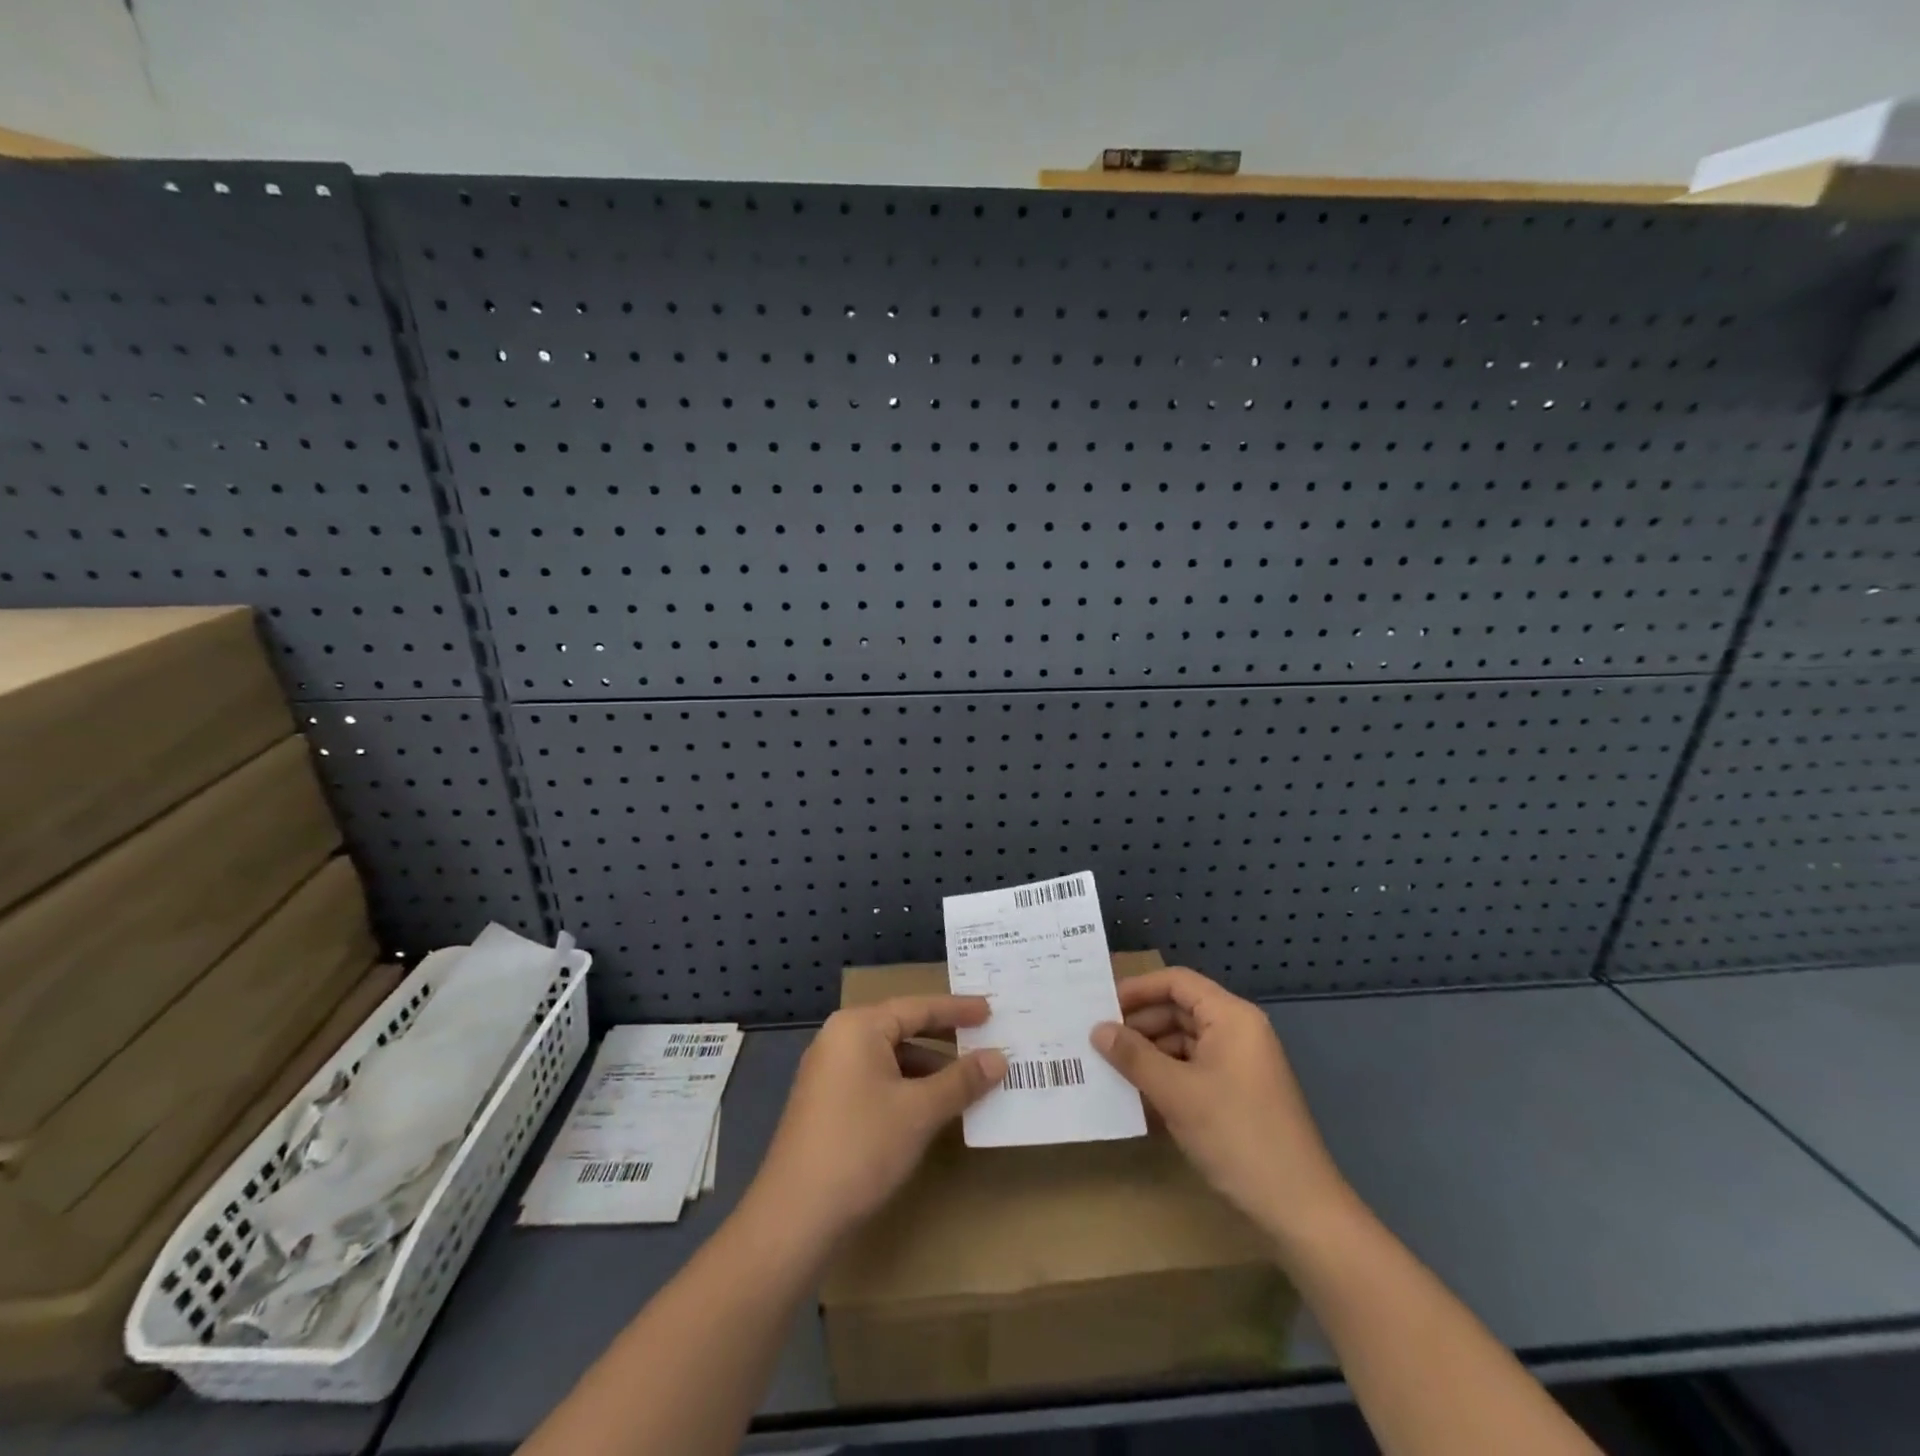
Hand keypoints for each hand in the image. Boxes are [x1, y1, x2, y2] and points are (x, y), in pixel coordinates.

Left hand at [748, 996, 1006, 1247]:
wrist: (795, 1217)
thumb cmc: (861, 1147)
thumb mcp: (920, 1111)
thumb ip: (961, 1080)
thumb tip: (998, 1058)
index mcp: (858, 1027)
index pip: (918, 1007)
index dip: (958, 1010)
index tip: (991, 1010)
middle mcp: (840, 1039)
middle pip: (902, 1027)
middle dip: (944, 1037)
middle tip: (984, 1039)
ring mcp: (829, 1071)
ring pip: (890, 1057)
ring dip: (928, 1067)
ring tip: (968, 1080)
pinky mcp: (827, 1102)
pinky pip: (876, 1079)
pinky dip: (907, 1086)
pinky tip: (932, 1107)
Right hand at [1092, 968, 1353, 1244]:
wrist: (1299, 1210)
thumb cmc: (1237, 1135)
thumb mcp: (1176, 1093)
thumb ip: (1133, 1056)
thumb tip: (1097, 1030)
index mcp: (1231, 1017)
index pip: (1177, 982)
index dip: (1137, 989)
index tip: (1100, 1007)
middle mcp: (1238, 1032)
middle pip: (1179, 1010)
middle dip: (1139, 1024)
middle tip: (1097, 1041)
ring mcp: (1240, 1065)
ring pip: (1184, 1042)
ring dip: (1149, 1053)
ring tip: (1110, 1069)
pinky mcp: (1238, 1094)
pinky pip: (1194, 1070)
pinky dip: (1166, 1077)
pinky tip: (1137, 1095)